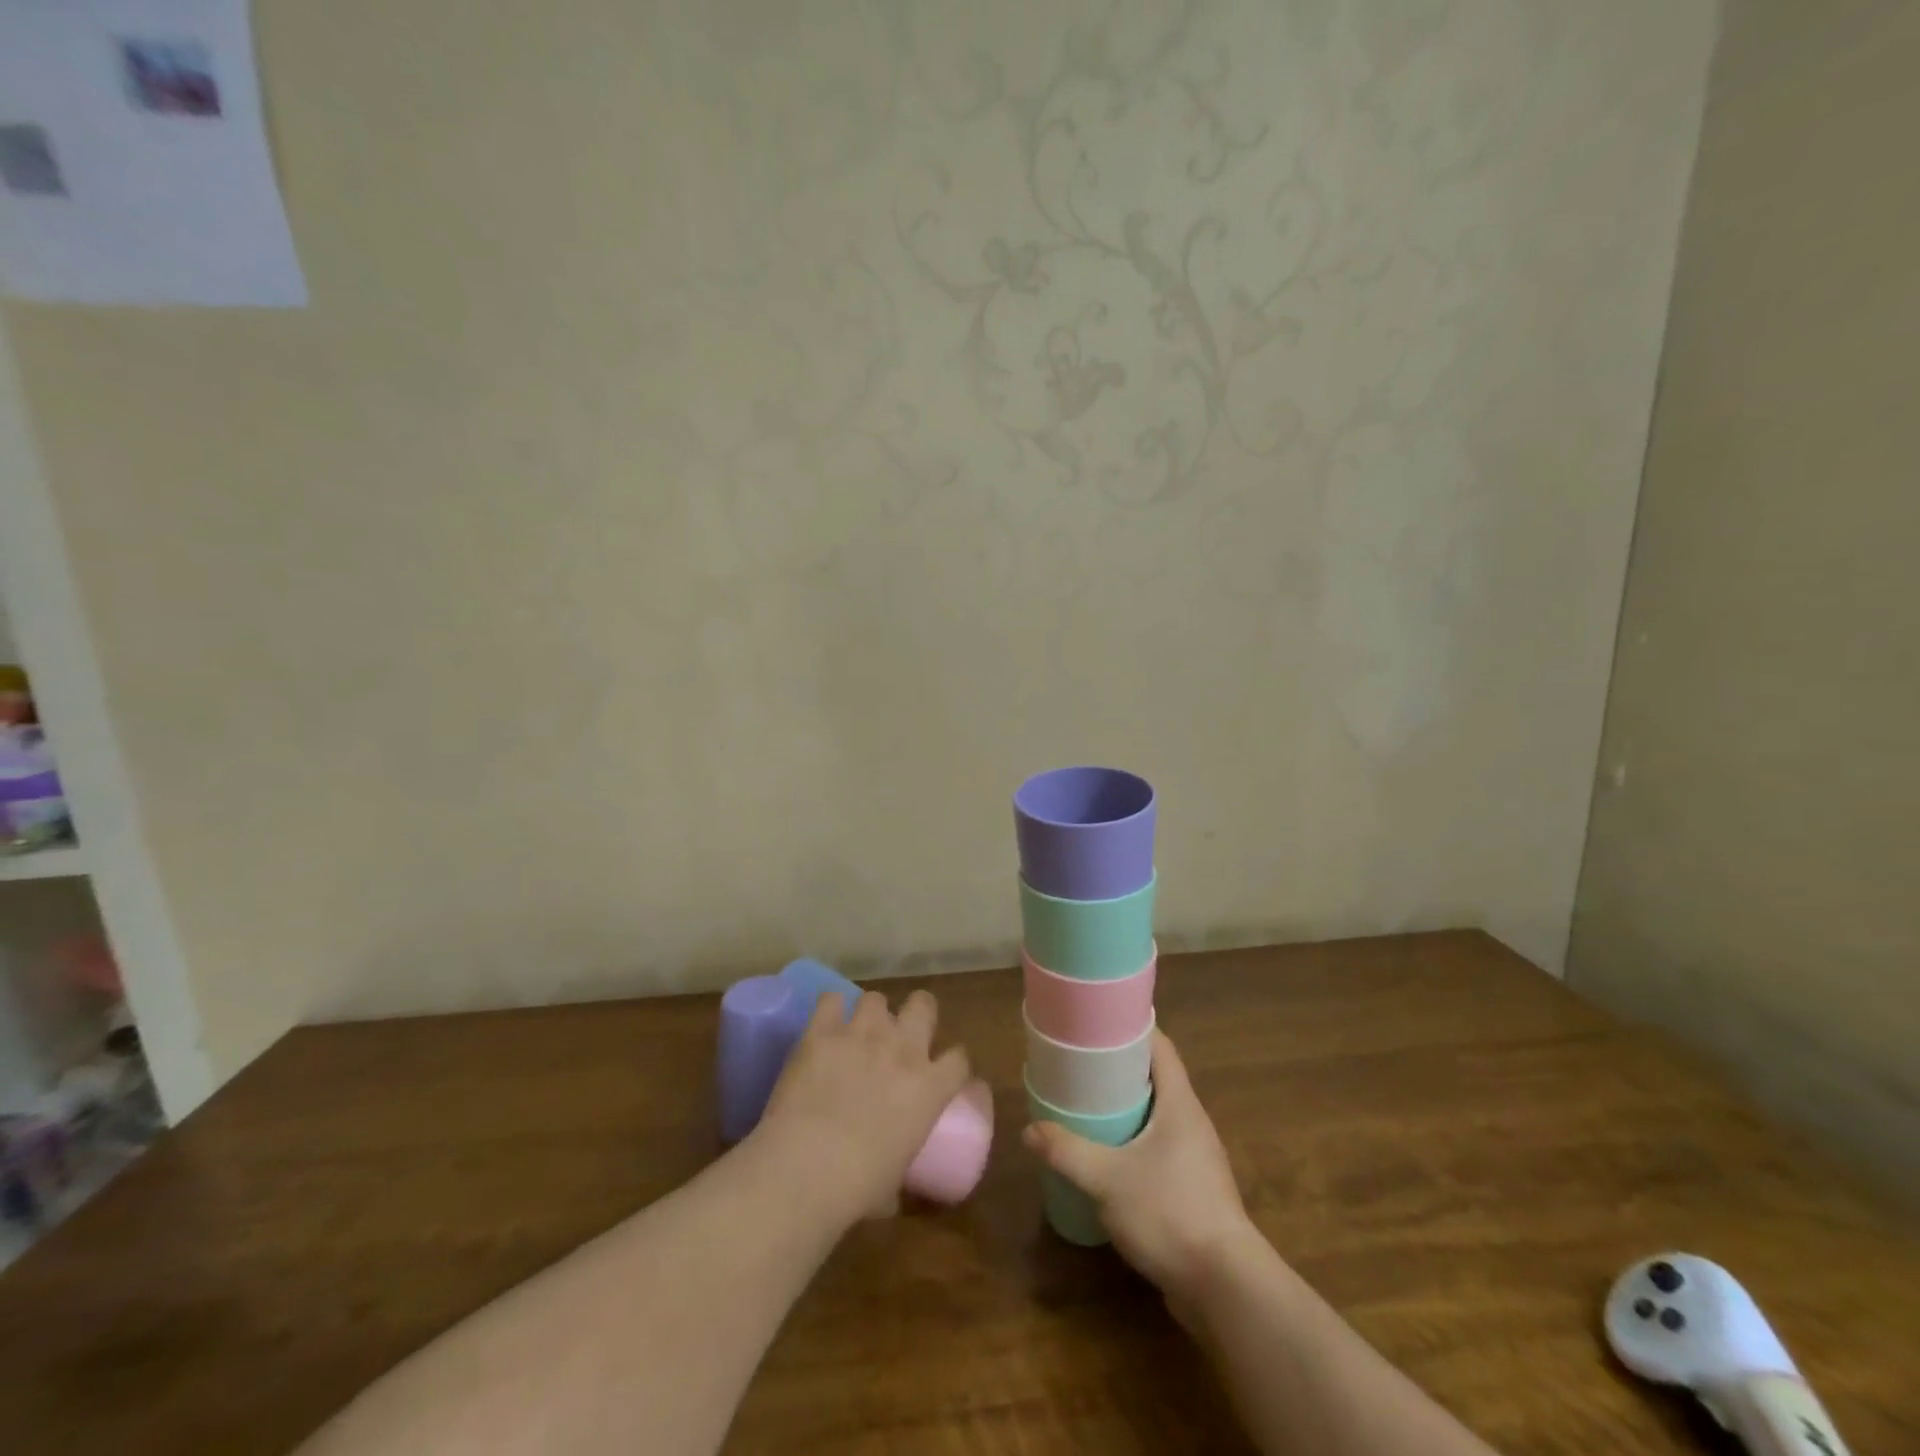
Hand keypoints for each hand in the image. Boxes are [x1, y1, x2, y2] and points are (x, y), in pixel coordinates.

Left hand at [755, 989, 973, 1224]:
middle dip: (916, 1014)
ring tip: (855, 1032)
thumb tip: (889, 1193)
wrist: (808, 1167)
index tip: (942, 1071)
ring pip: (876, 999)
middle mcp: (903, 1049)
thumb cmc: (858, 1188)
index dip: (952, 1062)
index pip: (959, 1059)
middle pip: (924, 1005)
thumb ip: (899, 1171)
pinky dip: (829, 1010)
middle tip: (900, 1035)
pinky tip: (824, 1024)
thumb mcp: (894, 1184)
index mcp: (930, 1088)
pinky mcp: (823, 1030)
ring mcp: (863, 1034)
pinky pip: (830, 999)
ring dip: (869, 1015)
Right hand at [1025, 1031, 1256, 1303]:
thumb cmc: (1170, 1214)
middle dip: (1121, 1069)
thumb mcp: (1107, 1180)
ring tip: (1089, 1107)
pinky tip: (1109, 1159)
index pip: (1161, 1047)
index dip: (1132, 1028)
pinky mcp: (1194, 1190)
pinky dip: (1135, 1142)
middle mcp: (1193, 1123)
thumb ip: (1067, 1152)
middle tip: (1082, 1065)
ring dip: (1128, 1108)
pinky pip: (1160, 1149)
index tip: (1099, 1022)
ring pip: (1158, 1116)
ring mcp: (1197, 1158)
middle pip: (1157, 1079)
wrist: (1225, 1289)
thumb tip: (1030, 1130)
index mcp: (1180, 1104)